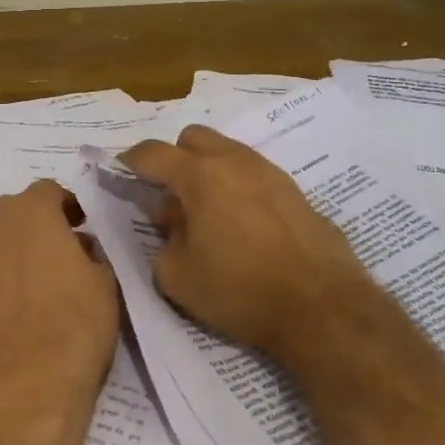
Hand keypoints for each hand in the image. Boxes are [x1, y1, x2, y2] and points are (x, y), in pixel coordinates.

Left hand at [0, 180, 119, 416]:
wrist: (18, 393)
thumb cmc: (72, 332)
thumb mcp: (104, 287)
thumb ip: (90, 255)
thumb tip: (78, 248)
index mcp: (31, 213)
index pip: (47, 191)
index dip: (63, 207)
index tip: (75, 227)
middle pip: (5, 211)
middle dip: (24, 227)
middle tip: (43, 258)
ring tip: (1, 278)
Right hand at [123, 126, 375, 360]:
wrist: (322, 306)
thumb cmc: (240, 290)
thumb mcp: (177, 277)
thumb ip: (163, 240)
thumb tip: (172, 220)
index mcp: (200, 175)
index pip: (153, 153)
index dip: (131, 160)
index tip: (122, 171)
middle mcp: (235, 161)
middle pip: (193, 137)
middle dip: (174, 157)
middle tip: (170, 194)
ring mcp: (270, 172)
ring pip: (228, 152)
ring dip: (209, 170)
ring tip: (208, 212)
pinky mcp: (295, 191)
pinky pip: (254, 174)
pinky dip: (238, 186)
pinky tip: (243, 224)